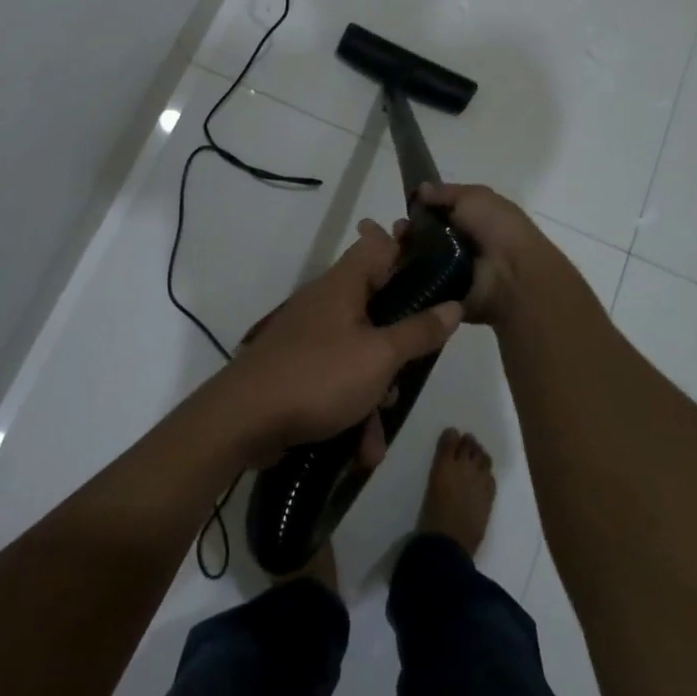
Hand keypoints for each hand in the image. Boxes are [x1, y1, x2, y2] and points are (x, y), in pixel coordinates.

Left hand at [217, 219, 461, 464]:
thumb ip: (419, 331)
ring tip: (380, 431)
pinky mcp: (299, 367)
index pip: (380, 245)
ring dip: (376, 391)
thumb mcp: (380, 356)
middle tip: (414, 368)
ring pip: (360, 351)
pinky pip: (338, 379)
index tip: (439, 275)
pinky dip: (352, 409)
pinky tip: (361, 449)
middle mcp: (327, 302)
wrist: (243, 420)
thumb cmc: (319, 376)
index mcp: (344, 284)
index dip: (409, 253)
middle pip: (377, 305)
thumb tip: (453, 305)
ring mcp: (310, 336)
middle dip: (400, 344)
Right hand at [413, 182, 562, 325]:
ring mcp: (452, 273)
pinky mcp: (444, 297)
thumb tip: (421, 189)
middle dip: (407, 231)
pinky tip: (398, 267)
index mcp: (472, 221)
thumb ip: (447, 192)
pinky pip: (419, 286)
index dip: (419, 209)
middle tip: (400, 230)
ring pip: (417, 260)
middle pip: (423, 237)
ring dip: (404, 252)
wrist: (513, 276)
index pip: (437, 214)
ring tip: (397, 247)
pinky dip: (407, 277)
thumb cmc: (497, 229)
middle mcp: (461, 247)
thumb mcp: (475, 197)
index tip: (406, 207)